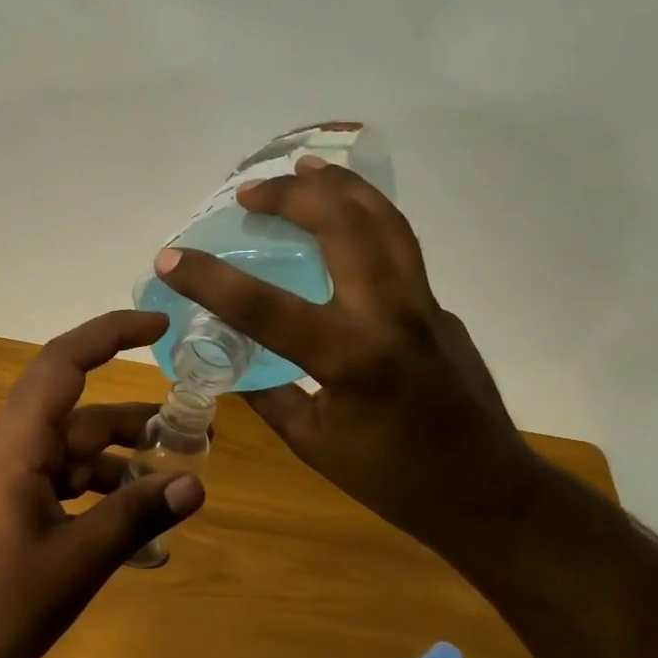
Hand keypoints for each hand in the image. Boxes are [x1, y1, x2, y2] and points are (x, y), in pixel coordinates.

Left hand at [0, 310, 204, 657]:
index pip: (62, 364)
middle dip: (135, 422)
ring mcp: (5, 483)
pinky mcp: (4, 512)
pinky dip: (97, 496)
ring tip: (173, 484)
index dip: (109, 335)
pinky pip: (59, 486)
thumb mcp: (74, 563)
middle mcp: (10, 453)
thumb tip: (195, 483)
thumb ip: (133, 517)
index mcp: (17, 447)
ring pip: (72, 455)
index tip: (159, 327)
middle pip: (79, 417)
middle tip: (194, 435)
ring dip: (120, 463)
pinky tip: (130, 524)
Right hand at [152, 151, 536, 549]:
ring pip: (385, 221)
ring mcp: (424, 305)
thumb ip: (268, 393)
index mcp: (349, 358)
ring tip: (306, 166)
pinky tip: (345, 225)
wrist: (486, 491)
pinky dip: (367, 220)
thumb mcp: (312, 442)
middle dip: (291, 195)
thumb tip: (231, 360)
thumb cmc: (392, 479)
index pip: (264, 306)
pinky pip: (400, 249)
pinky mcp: (440, 308)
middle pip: (343, 226)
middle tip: (249, 191)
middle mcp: (390, 315)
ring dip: (340, 186)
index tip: (171, 256)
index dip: (210, 278)